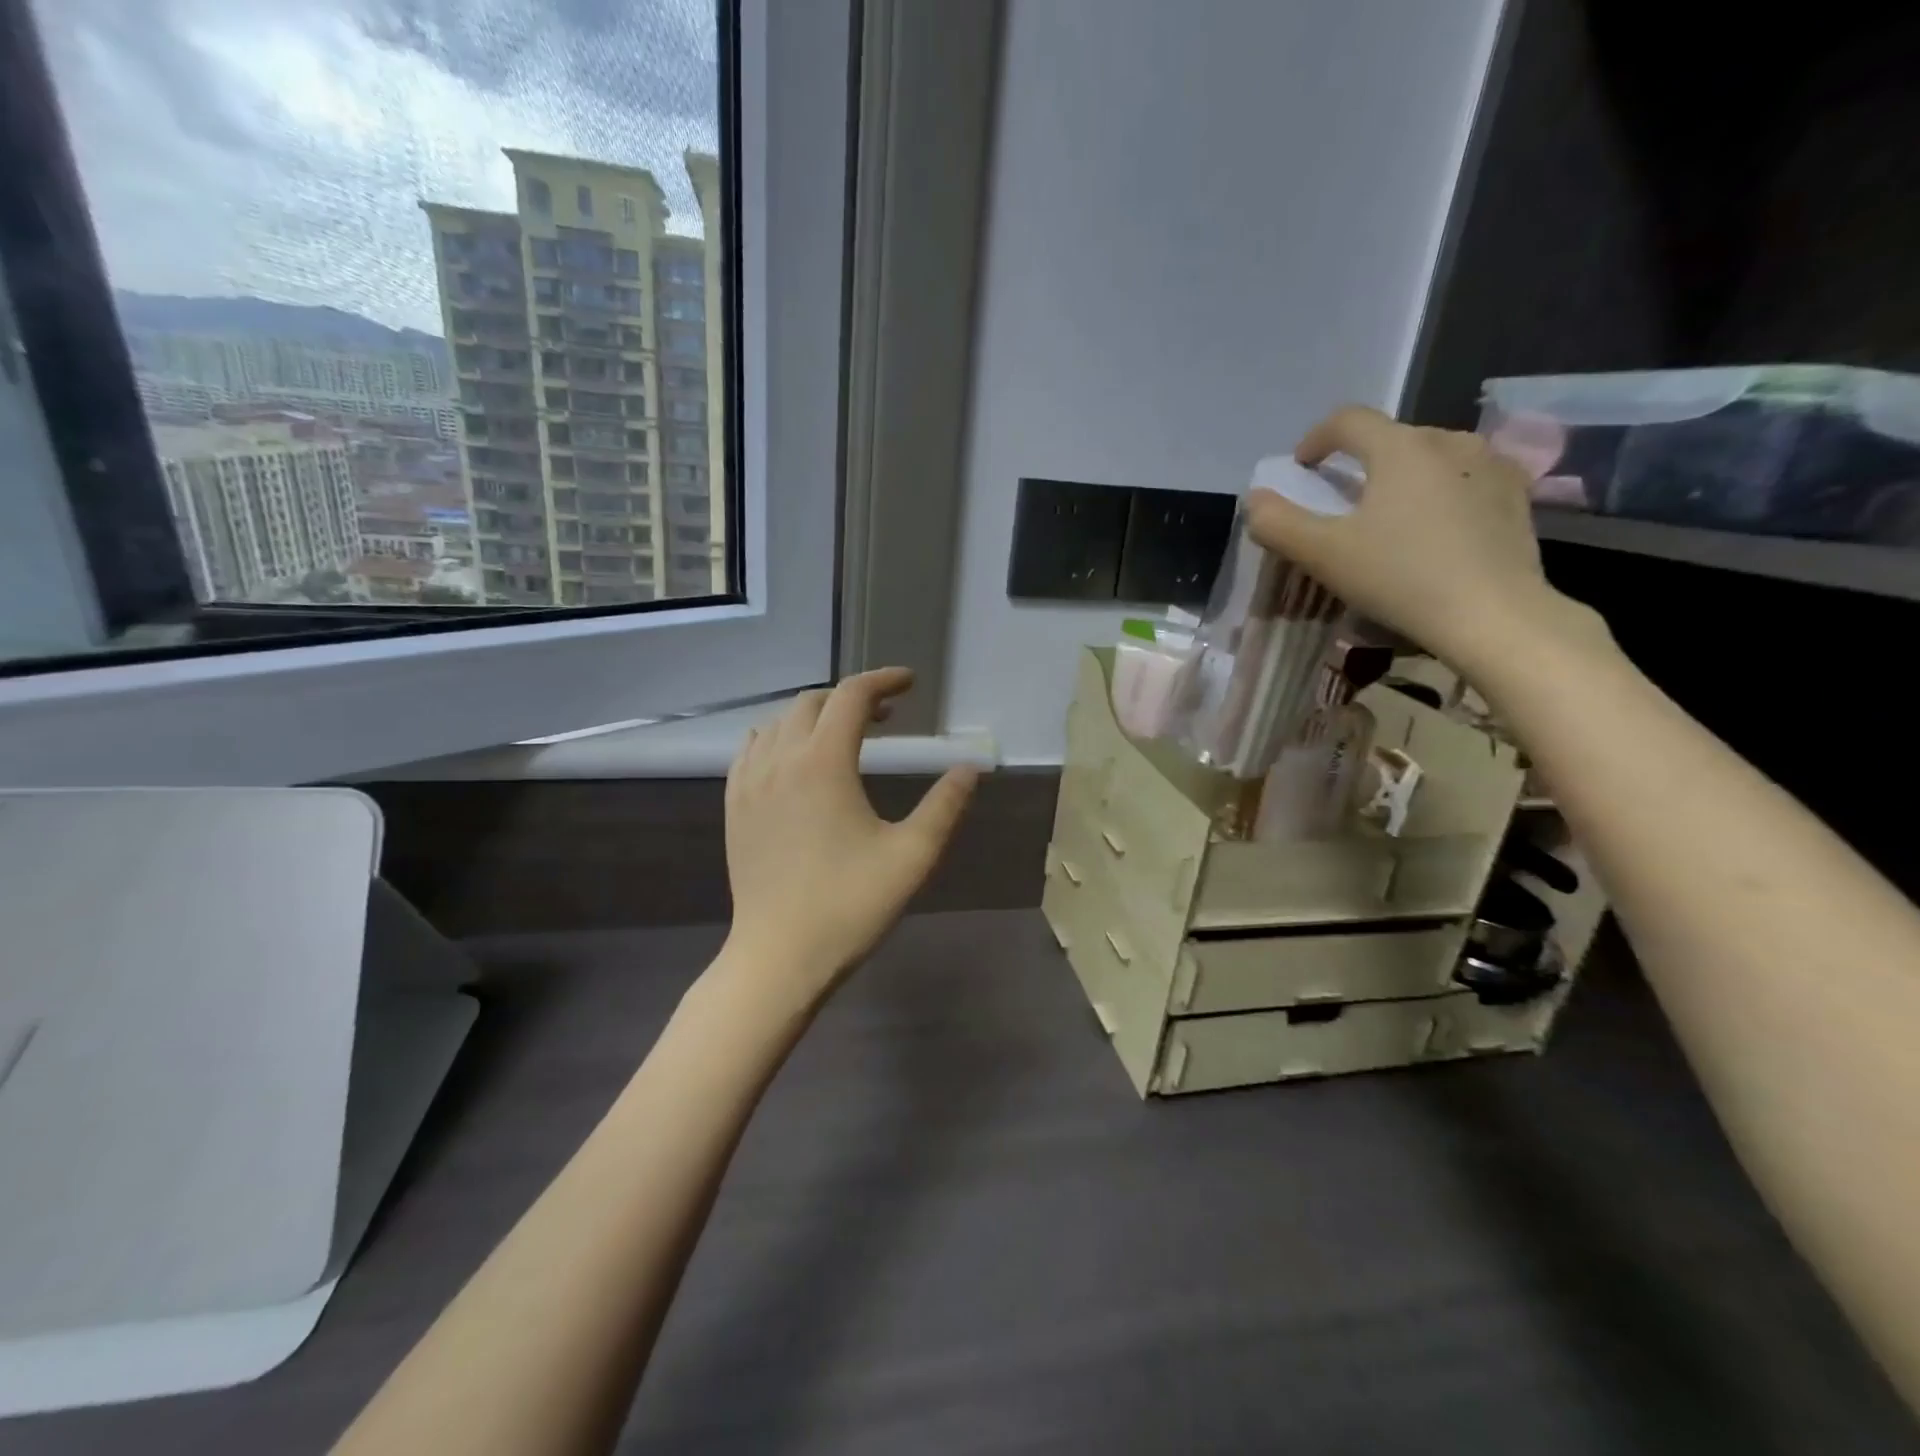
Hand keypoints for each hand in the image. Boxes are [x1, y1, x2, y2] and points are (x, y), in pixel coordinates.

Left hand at [720, 668, 978, 1000]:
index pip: (852, 696)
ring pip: (779, 722)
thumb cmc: (850, 906)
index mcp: (823, 763)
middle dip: (853, 697)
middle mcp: (780, 759)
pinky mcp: (734, 806)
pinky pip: (753, 749)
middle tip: (887, 716)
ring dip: (816, 715)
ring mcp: (749, 782)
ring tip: (845, 735)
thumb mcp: (912, 856)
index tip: (910, 683)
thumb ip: (945, 805)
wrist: (778, 957)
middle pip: (814, 702)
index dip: (884, 680)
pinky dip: (780, 737)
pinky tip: (795, 760)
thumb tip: (969, 768)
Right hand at [1244, 405, 1607, 674]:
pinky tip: (1435, 529)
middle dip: (1361, 462)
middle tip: (1343, 502)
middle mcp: (1449, 441)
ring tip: (1390, 516)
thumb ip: (1278, 524)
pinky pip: (1466, 479)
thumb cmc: (1400, 578)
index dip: (1316, 439)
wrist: (1493, 616)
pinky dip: (1441, 493)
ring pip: (1432, 457)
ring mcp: (1491, 466)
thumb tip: (1255, 501)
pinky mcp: (1516, 496)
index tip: (1301, 468)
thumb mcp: (1323, 555)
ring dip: (1402, 476)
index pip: (1348, 420)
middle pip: (1391, 437)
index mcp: (1400, 447)